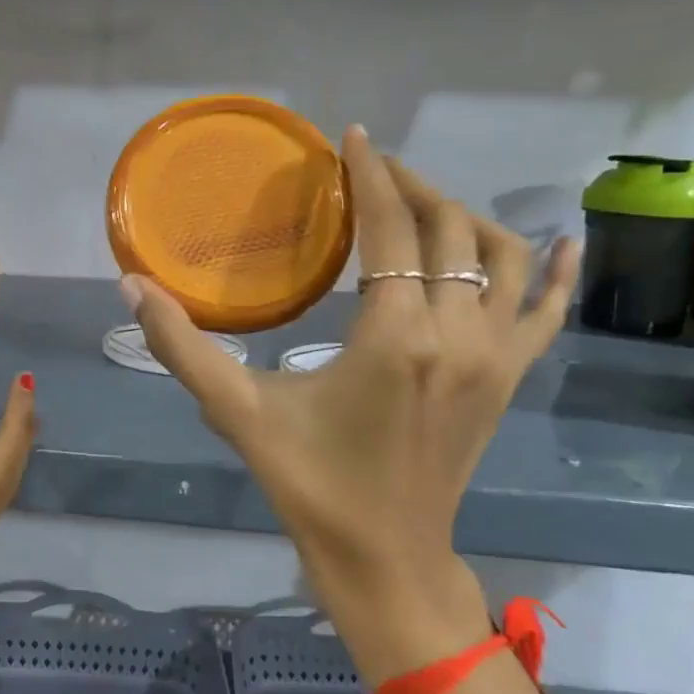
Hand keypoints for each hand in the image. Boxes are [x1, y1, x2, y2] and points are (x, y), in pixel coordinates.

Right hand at [123, 127, 578, 682]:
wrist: (385, 556)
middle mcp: (458, 334)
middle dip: (411, 186)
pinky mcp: (510, 378)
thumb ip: (182, 348)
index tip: (352, 137)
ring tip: (421, 202)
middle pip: (448, 228)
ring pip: (501, 256)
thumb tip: (131, 286)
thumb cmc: (310, 483)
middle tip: (370, 170)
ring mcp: (496, 356)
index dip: (370, 174)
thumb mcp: (238, 413)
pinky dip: (556, 271)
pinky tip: (563, 241)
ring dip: (463, 216)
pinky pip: (547, 311)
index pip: (391, 228)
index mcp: (396, 336)